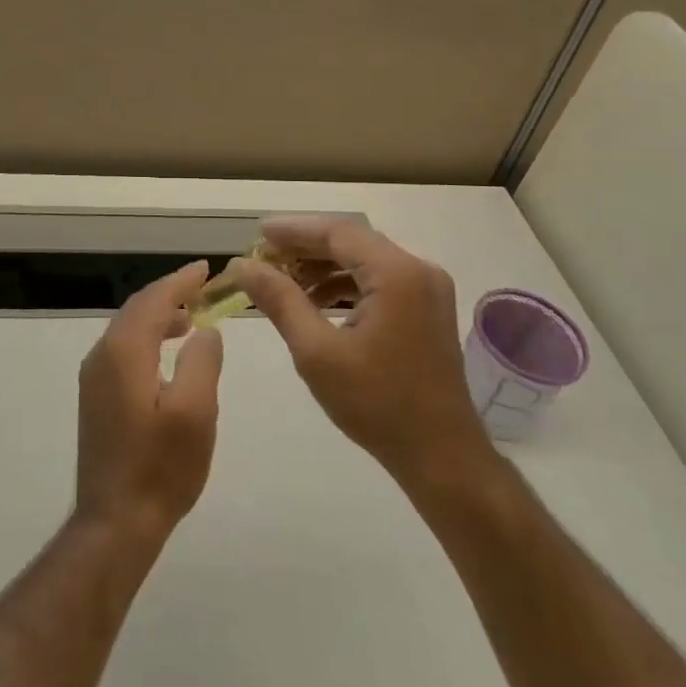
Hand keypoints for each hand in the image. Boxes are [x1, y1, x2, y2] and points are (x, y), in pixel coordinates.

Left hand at [75, 261, 223, 546]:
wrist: (115, 522)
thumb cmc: (160, 467)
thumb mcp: (195, 412)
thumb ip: (202, 361)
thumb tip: (204, 330)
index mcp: (124, 352)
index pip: (153, 300)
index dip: (180, 281)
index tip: (206, 268)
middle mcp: (102, 356)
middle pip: (137, 309)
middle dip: (169, 294)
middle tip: (202, 288)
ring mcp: (94, 378)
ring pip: (127, 329)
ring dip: (158, 316)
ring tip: (191, 318)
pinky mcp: (95, 398)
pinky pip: (122, 349)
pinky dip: (146, 337)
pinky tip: (166, 353)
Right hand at [227, 217, 491, 489]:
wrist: (442, 457)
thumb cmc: (377, 404)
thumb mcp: (317, 352)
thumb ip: (280, 301)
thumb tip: (243, 265)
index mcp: (396, 274)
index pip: (338, 232)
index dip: (294, 229)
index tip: (258, 233)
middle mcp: (419, 269)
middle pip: (353, 242)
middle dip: (307, 247)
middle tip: (265, 257)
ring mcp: (428, 289)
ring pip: (366, 261)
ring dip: (325, 266)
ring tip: (284, 281)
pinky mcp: (428, 309)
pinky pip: (381, 281)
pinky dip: (347, 284)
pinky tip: (318, 301)